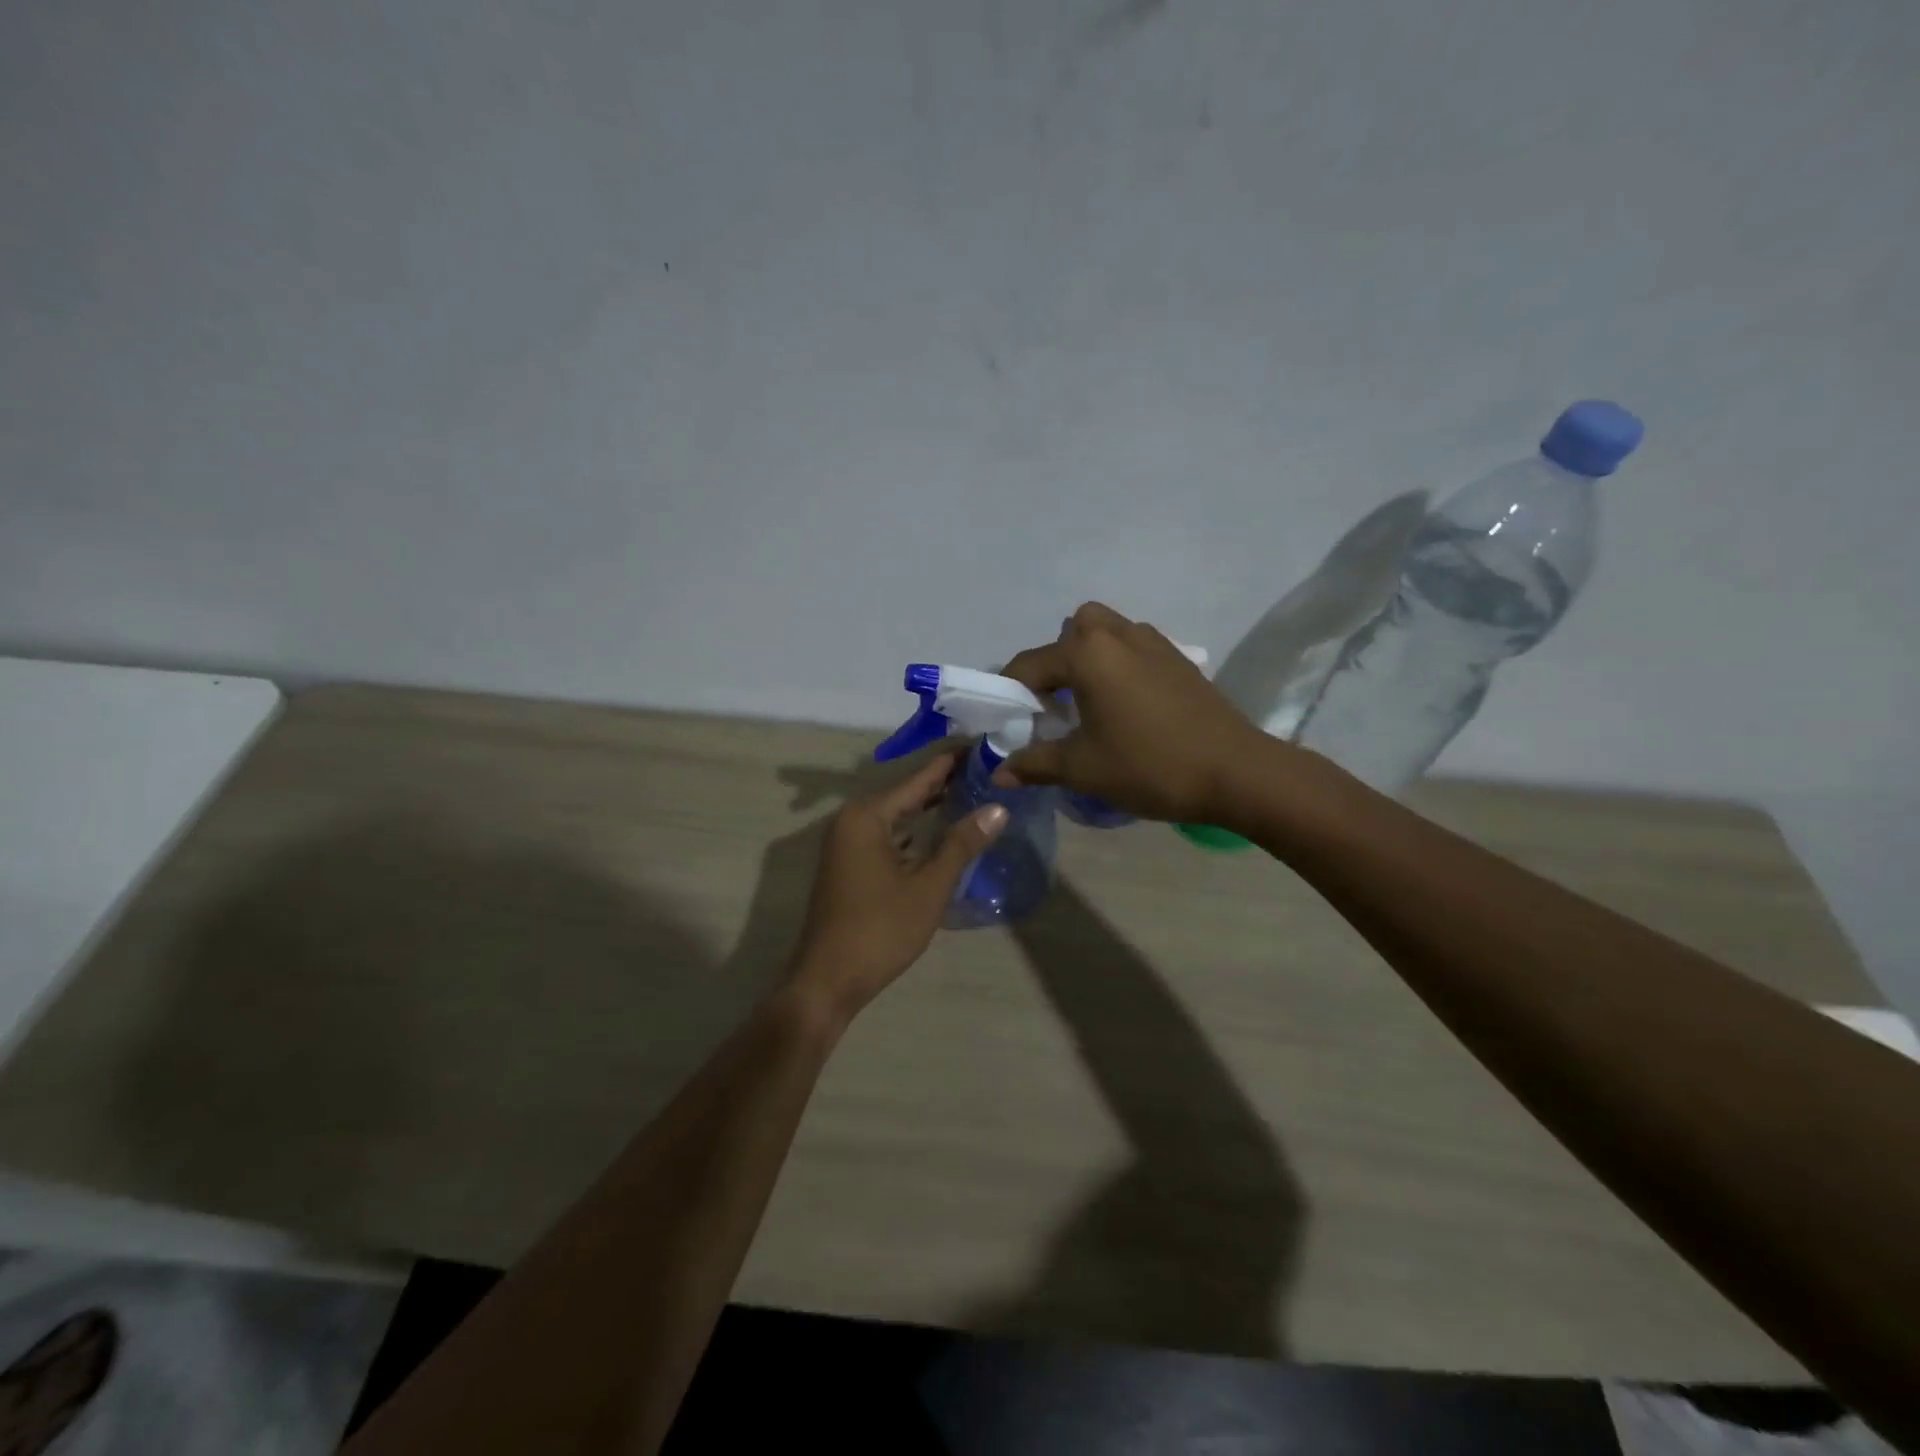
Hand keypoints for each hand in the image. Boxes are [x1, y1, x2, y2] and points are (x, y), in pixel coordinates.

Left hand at [787, 750, 1006, 1024]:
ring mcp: (847, 843)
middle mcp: (852, 820)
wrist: (827, 981)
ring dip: (930, 807)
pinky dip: (914, 831)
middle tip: (986, 769)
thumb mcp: (929, 887)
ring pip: (897, 815)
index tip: (982, 744)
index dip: (951, 763)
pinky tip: (940, 832)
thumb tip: (998, 808)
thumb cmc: (880, 930)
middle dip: (944, 783)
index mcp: (867, 816)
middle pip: (906, 792)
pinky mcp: (849, 864)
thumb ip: (962, 844)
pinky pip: (887, 834)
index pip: (918, 778)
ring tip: (972, 794)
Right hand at [995, 602, 1274, 822]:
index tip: (1007, 721)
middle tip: (1055, 703)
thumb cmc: (1149, 765)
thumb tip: (999, 773)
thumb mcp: (1083, 768)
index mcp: (1087, 653)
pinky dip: (1118, 664)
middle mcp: (1117, 634)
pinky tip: (1126, 705)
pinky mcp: (1178, 658)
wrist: (1236, 772)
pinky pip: (1134, 646)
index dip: (1010, 693)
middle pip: (1072, 631)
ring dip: (1089, 657)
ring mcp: (1153, 641)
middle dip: (1055, 661)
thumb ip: (1035, 764)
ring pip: (1106, 632)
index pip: (1029, 664)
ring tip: (1089, 702)